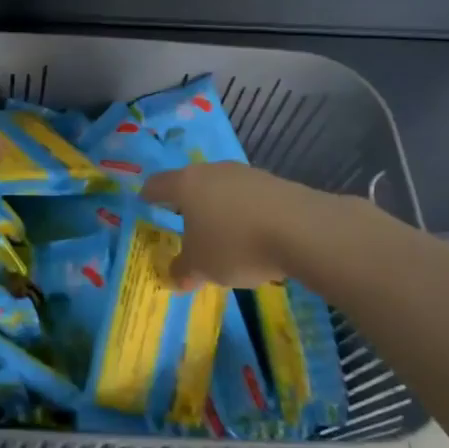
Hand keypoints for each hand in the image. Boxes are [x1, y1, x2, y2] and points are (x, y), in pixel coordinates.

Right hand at [142, 162, 326, 288]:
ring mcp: (246, 174)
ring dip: (218, 209)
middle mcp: (213, 171)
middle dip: (186, 204)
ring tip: (220, 236)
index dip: (149, 195)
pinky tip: (252, 237)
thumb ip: (183, 270)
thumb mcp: (201, 267)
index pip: (157, 184)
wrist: (303, 230)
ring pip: (222, 190)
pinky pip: (249, 199)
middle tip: (182, 225)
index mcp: (186, 185)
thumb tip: (174, 276)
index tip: (145, 203)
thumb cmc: (235, 245)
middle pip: (192, 184)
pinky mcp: (275, 183)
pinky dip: (244, 214)